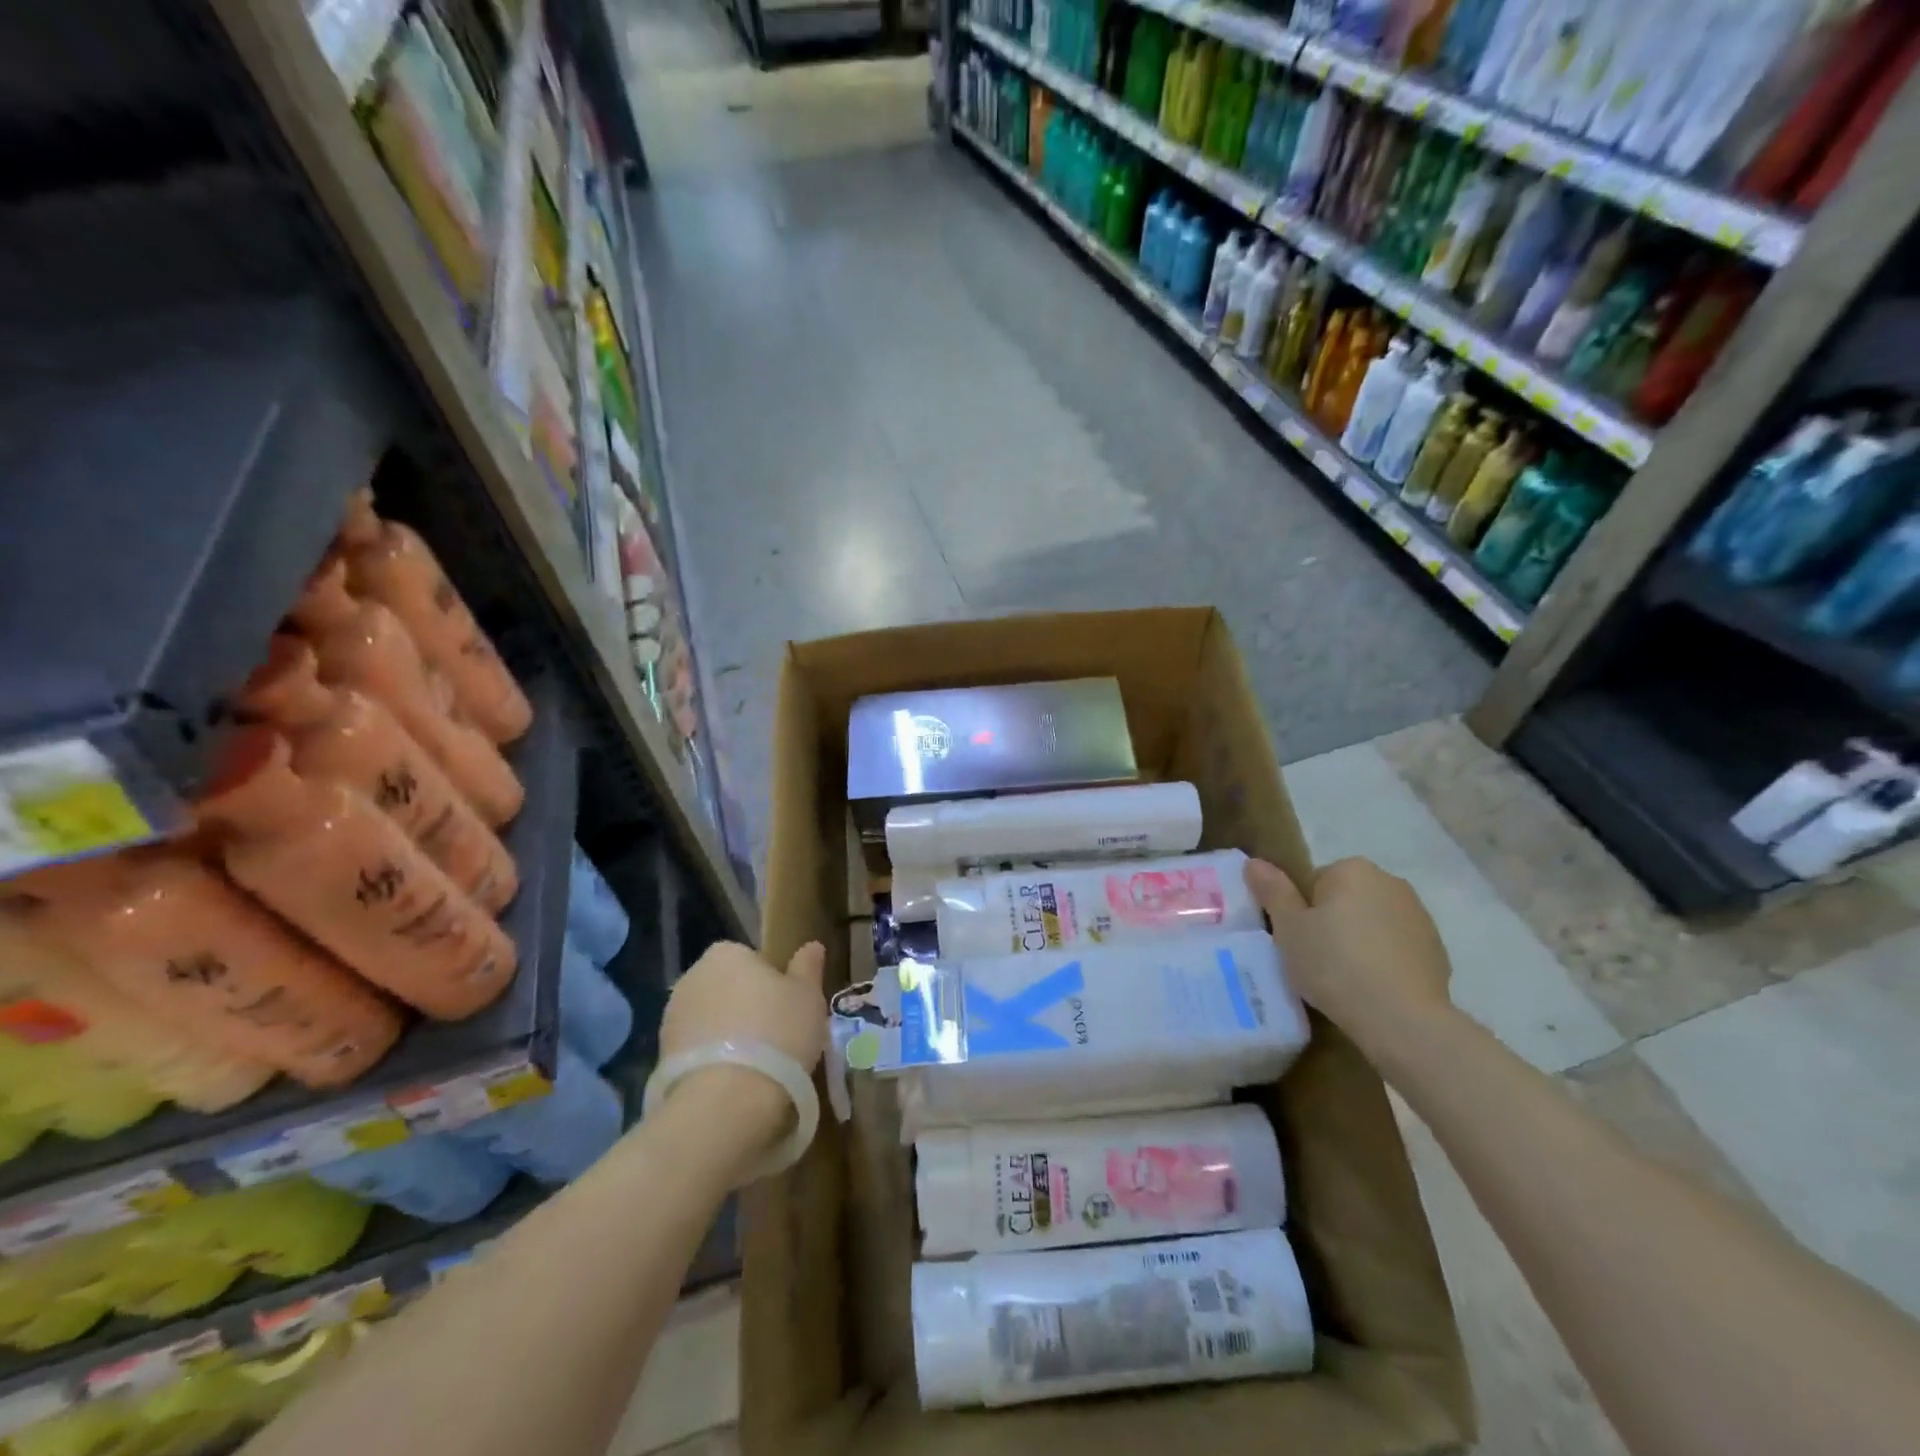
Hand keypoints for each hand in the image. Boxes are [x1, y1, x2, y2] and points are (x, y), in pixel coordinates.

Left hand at [657, 940, 826, 1164]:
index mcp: (726, 953)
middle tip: (777, 1036)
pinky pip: (698, 1051)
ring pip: (711, 1020)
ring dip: (728, 1035)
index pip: (753, 959)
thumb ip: (808, 967)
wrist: (726, 1102)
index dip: (773, 983)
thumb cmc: (777, 1034)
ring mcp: (672, 1018)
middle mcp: (692, 977)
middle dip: (747, 1007)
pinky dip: (713, 1061)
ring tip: (757, 1066)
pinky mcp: (661, 1058)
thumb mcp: (808, 996)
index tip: (789, 1008)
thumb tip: (811, 946)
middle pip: (729, 988)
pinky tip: (734, 1083)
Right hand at [1244, 857, 1452, 1052]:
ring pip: (1372, 922)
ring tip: (1345, 978)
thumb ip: (1272, 891)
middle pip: (1345, 898)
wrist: (1402, 1019)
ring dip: (1359, 940)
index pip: (1314, 882)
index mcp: (1352, 869)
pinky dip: (1384, 960)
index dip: (1302, 911)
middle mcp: (1390, 882)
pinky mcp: (1437, 950)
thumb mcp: (1288, 928)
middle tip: (1316, 959)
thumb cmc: (1334, 964)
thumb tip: (1254, 862)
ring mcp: (1419, 916)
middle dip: (1332, 922)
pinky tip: (1373, 988)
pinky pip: (1396, 947)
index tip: (1300, 941)